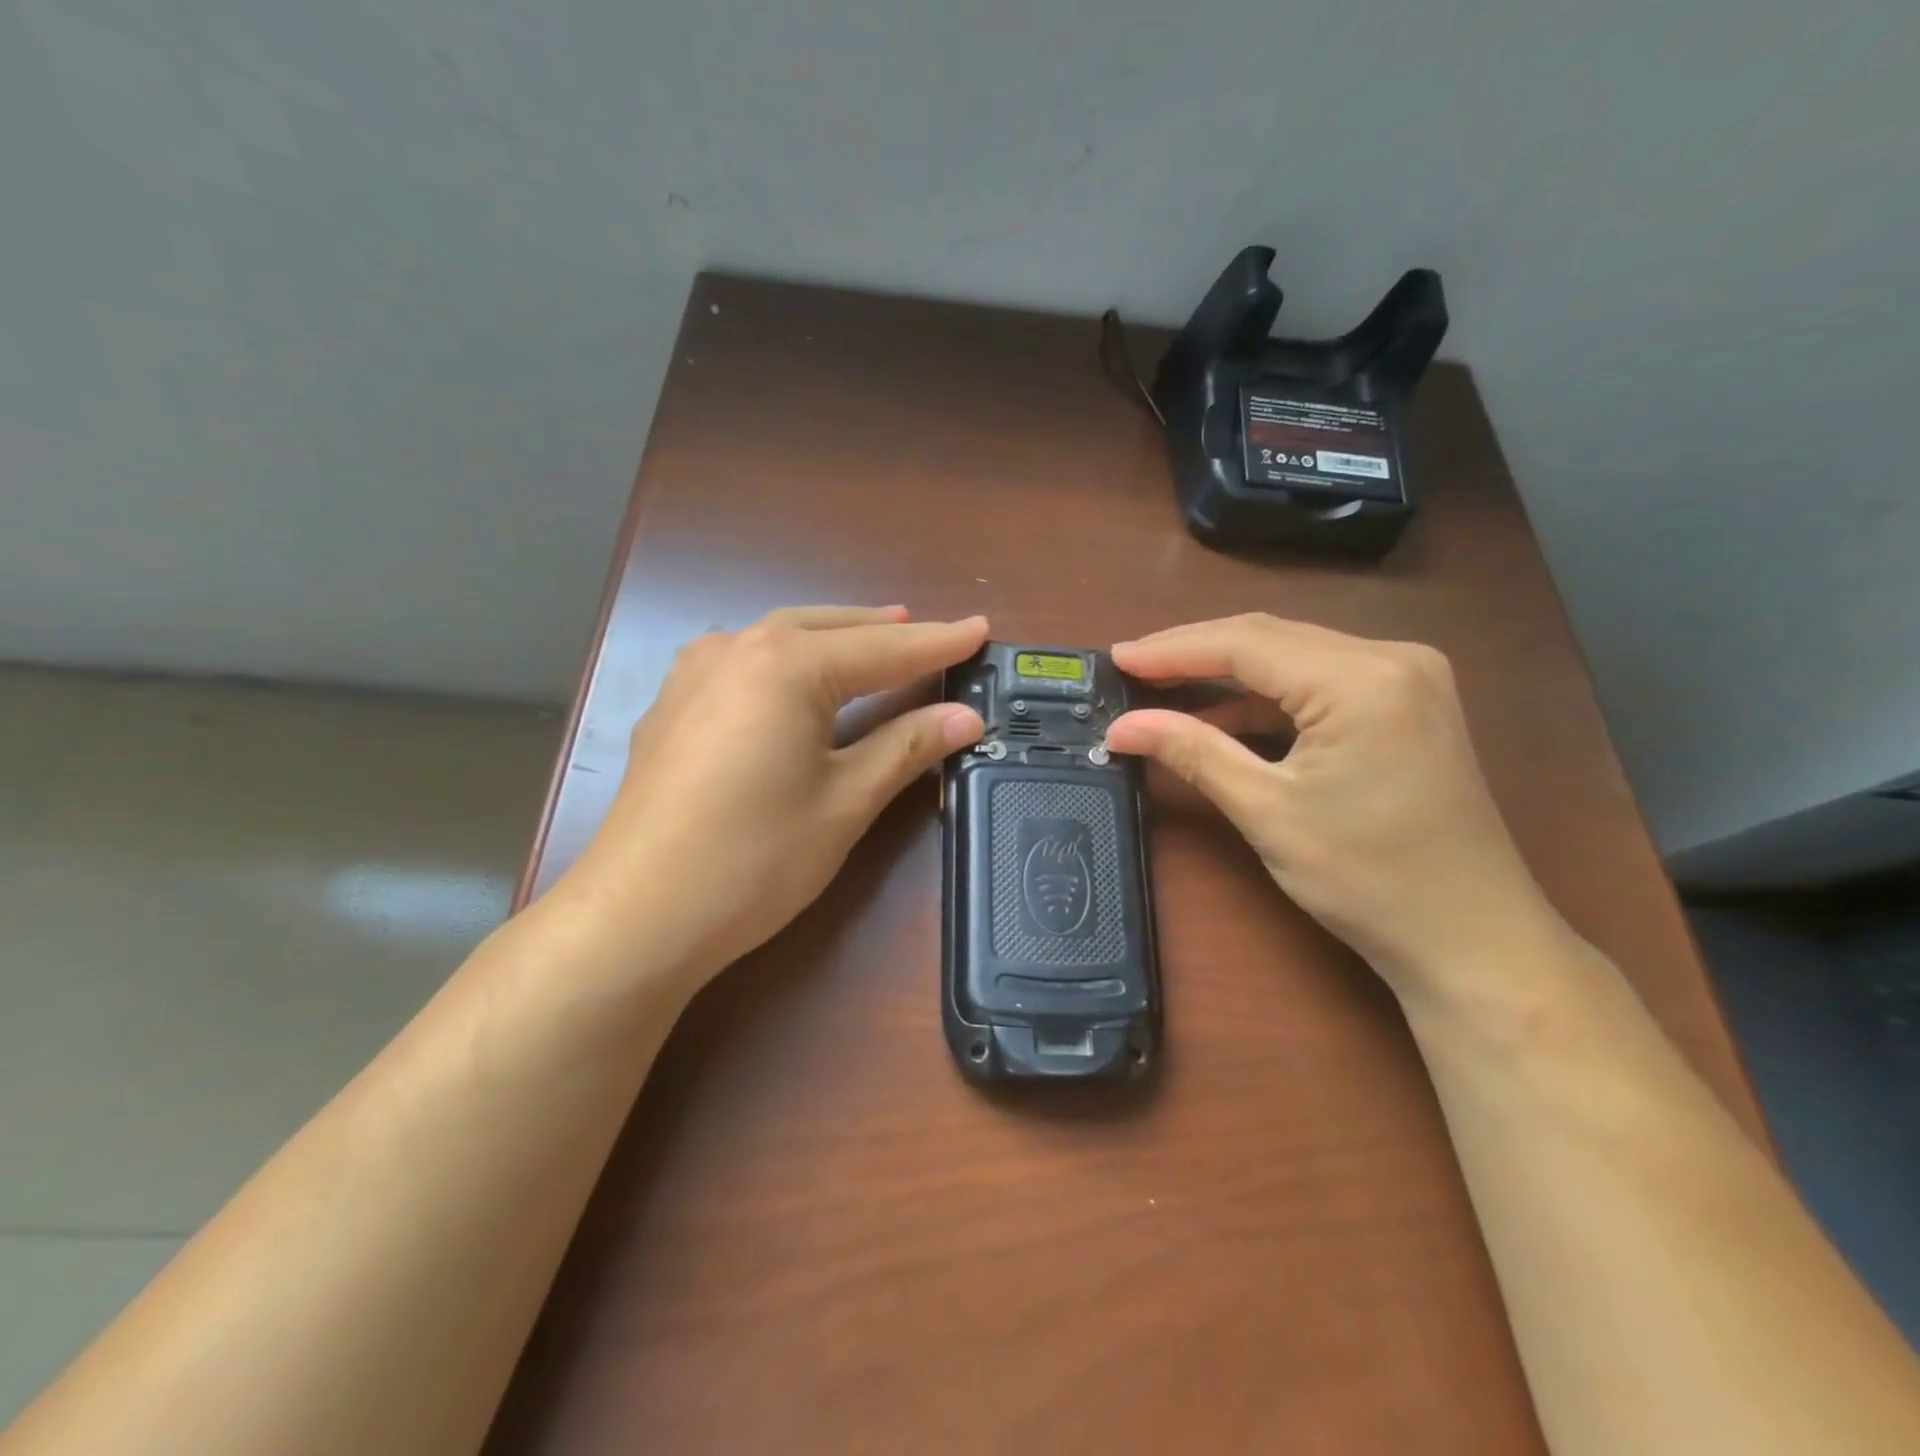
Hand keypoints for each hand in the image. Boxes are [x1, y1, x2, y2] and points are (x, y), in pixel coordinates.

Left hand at [555, 606, 986, 986]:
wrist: (639, 914)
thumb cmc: (755, 856)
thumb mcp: (846, 800)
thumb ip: (907, 747)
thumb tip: (966, 718)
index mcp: (787, 664)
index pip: (883, 649)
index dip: (937, 644)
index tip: (980, 631)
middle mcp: (737, 650)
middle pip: (827, 630)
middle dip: (881, 632)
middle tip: (927, 634)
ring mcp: (694, 675)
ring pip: (779, 640)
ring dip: (831, 639)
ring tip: (869, 643)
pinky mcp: (672, 708)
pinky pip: (744, 663)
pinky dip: (786, 662)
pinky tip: (794, 680)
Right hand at [1106, 615, 1563, 1001]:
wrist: (1472, 940)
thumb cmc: (1368, 880)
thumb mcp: (1267, 812)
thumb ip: (1194, 752)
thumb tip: (1121, 728)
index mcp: (1362, 680)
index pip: (1246, 643)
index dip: (1173, 649)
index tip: (1116, 659)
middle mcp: (1392, 658)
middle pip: (1270, 637)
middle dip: (1195, 653)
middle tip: (1131, 670)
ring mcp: (1407, 678)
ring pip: (1292, 655)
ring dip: (1227, 672)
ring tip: (1162, 687)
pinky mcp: (1406, 703)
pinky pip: (1318, 680)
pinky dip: (1266, 696)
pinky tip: (1222, 715)